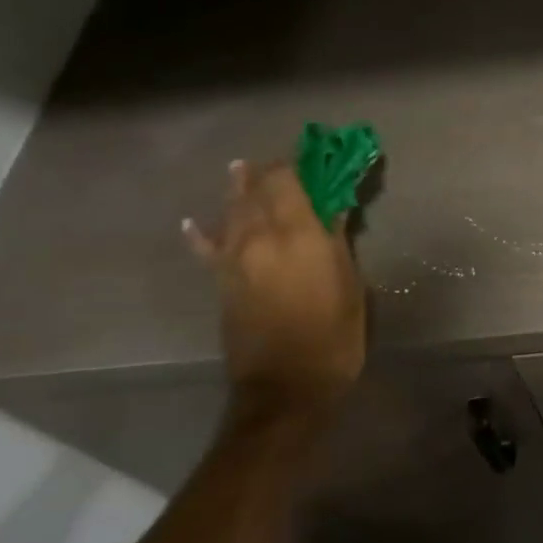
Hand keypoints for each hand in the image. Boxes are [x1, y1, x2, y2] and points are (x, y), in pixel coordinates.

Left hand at [183, 159, 365, 409]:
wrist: (285, 386)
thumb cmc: (333, 335)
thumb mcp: (350, 285)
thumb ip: (337, 241)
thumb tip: (333, 210)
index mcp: (297, 234)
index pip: (289, 180)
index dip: (299, 163)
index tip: (313, 155)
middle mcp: (259, 236)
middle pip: (257, 189)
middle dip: (269, 172)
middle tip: (282, 164)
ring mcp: (234, 258)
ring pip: (231, 210)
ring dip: (238, 188)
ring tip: (240, 169)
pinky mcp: (221, 281)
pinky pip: (207, 247)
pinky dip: (201, 233)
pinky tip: (193, 222)